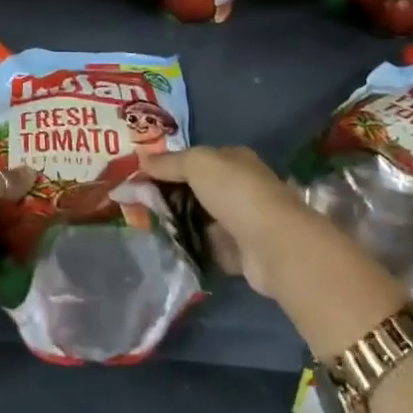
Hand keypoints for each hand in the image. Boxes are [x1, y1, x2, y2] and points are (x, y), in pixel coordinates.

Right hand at [139, 147, 410, 356]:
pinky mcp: (241, 254)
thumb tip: (140, 158)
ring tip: (147, 227)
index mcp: (233, 159)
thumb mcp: (197, 164)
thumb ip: (169, 162)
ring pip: (201, 219)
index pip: (196, 159)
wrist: (274, 245)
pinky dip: (193, 249)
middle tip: (138, 204)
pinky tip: (170, 249)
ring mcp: (242, 221)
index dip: (169, 166)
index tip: (140, 177)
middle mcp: (240, 187)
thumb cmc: (235, 193)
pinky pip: (209, 248)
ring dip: (180, 224)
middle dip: (171, 196)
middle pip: (197, 189)